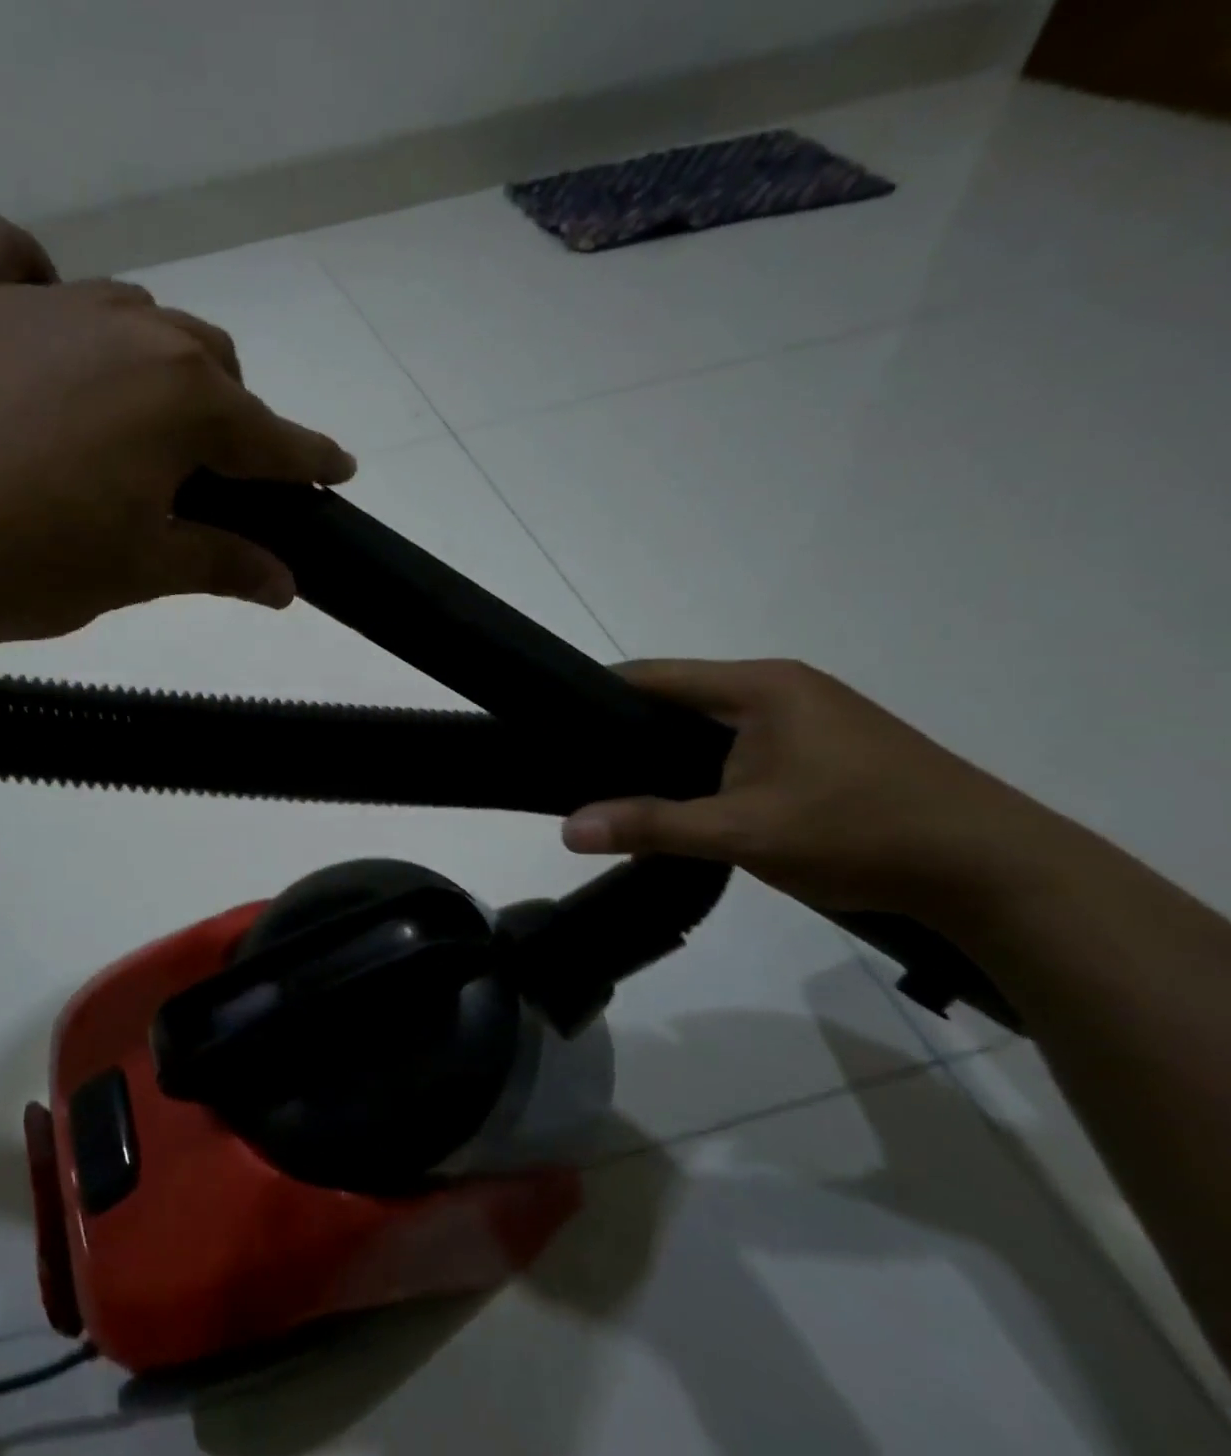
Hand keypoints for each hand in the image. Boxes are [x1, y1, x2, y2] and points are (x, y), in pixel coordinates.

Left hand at [0, 214, 355, 652]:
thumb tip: (287, 583)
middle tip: (204, 475)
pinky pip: (12, 259)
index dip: (309, 459)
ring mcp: (41, 301)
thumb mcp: (138, 573)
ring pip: (130, 315)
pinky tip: (34, 325)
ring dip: (148, 363)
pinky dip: (37, 285)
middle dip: (224, 417)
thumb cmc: (25, 565)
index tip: (337, 470)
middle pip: (209, 363)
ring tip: (123, 422)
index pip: (271, 436)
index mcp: (182, 399)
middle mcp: (127, 329)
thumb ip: (222, 565)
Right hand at [561, 659, 1065, 920]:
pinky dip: (708, 767)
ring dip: (670, 754)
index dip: (596, 696)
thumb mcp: (743, 833)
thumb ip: (652, 826)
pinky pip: (744, 745)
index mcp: (760, 686)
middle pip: (681, 698)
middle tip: (581, 770)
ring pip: (713, 725)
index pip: (653, 676)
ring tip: (623, 789)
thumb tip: (567, 830)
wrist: (998, 872)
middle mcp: (783, 687)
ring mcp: (812, 716)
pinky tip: (691, 801)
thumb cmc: (860, 833)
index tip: (554, 728)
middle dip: (629, 731)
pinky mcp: (829, 748)